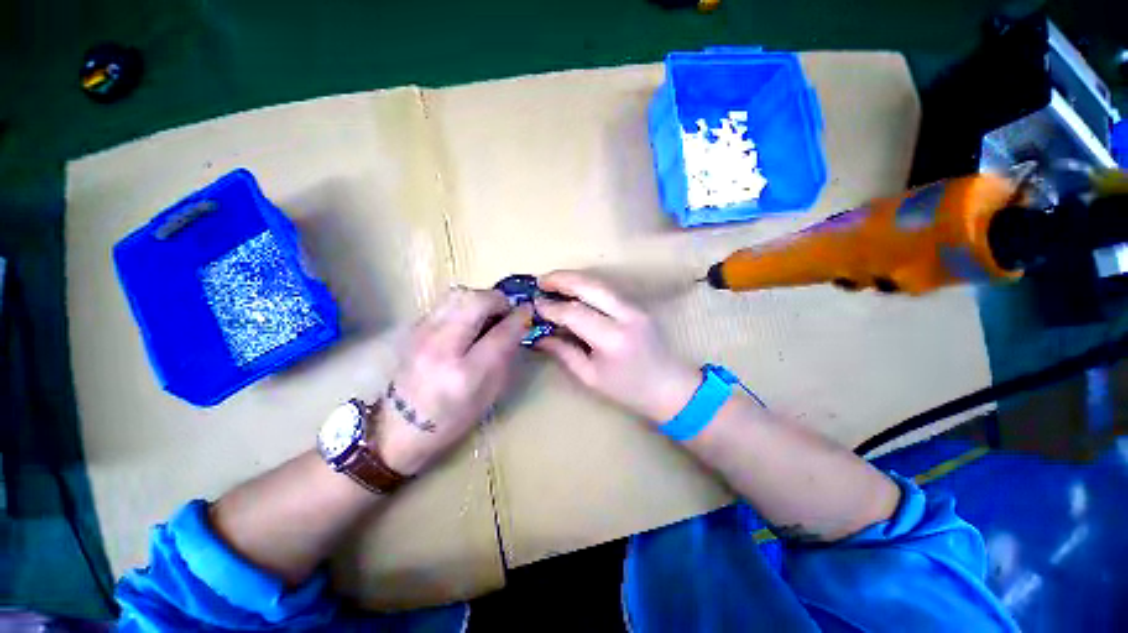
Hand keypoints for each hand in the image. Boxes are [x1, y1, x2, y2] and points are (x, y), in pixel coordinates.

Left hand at [375, 287, 531, 475]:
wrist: (399, 427)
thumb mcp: (489, 394)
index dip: (519, 317)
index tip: (528, 311)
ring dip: (480, 298)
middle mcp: (441, 348)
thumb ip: (506, 356)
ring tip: (488, 314)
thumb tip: (518, 325)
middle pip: (476, 301)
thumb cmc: (452, 418)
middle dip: (499, 300)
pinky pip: (445, 302)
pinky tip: (467, 321)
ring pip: (458, 294)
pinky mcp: (413, 329)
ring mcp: (421, 334)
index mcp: (465, 374)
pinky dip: (463, 304)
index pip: (500, 333)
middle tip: (506, 312)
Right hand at [534, 271, 700, 422]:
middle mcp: (625, 316)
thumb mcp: (590, 377)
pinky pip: (607, 290)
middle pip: (589, 286)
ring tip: (552, 282)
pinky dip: (587, 286)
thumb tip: (539, 336)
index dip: (551, 307)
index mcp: (612, 339)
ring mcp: (635, 307)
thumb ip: (563, 352)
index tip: (533, 305)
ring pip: (600, 283)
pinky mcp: (638, 305)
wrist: (670, 387)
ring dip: (574, 279)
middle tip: (540, 281)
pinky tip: (573, 290)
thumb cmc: (628, 390)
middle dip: (561, 279)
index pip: (574, 313)